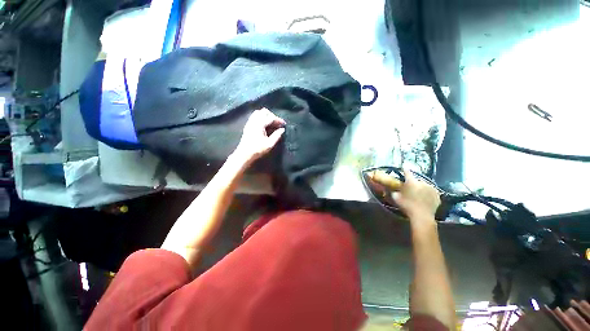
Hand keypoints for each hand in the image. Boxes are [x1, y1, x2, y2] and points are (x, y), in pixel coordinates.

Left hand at [233, 108, 285, 164]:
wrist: (244, 154)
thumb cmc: (257, 150)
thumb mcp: (269, 144)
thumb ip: (277, 135)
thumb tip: (282, 129)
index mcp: (260, 124)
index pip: (271, 118)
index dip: (278, 120)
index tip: (284, 124)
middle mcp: (254, 121)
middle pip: (264, 111)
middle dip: (272, 115)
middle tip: (277, 123)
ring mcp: (249, 122)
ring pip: (258, 112)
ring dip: (266, 115)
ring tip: (271, 123)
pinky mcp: (247, 125)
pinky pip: (254, 116)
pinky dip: (260, 117)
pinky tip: (264, 125)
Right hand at [392, 169, 440, 221]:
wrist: (422, 216)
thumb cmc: (407, 206)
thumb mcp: (396, 198)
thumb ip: (394, 191)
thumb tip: (392, 188)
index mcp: (411, 182)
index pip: (407, 172)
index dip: (405, 169)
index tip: (404, 166)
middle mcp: (422, 182)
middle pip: (416, 180)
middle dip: (413, 183)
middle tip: (410, 189)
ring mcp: (431, 188)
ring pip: (424, 185)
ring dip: (421, 188)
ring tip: (418, 195)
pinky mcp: (437, 194)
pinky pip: (431, 191)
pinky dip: (428, 193)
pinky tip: (425, 199)